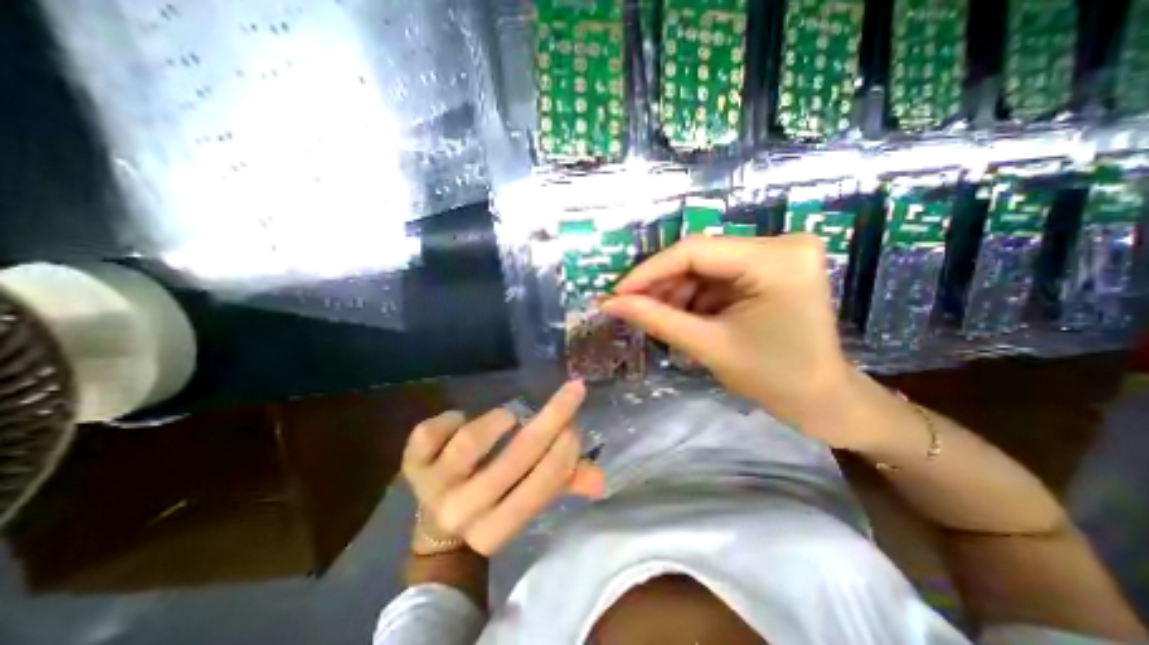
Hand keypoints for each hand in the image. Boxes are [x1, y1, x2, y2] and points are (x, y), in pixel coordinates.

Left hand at [400, 379, 603, 555]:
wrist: (439, 523)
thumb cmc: (496, 502)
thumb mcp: (530, 499)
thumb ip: (564, 484)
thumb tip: (599, 477)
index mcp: (497, 528)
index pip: (541, 487)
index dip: (565, 451)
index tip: (578, 422)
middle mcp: (463, 511)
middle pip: (513, 459)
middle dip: (552, 419)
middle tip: (572, 391)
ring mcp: (432, 487)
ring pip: (469, 442)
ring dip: (498, 421)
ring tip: (510, 418)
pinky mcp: (411, 464)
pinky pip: (429, 432)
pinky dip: (450, 418)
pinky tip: (460, 419)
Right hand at [602, 233, 862, 446]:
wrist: (822, 400)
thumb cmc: (773, 379)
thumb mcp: (708, 346)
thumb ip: (656, 319)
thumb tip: (610, 303)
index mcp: (776, 259)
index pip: (694, 250)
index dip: (648, 271)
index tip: (616, 293)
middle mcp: (780, 243)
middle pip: (698, 255)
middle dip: (660, 284)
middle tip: (629, 308)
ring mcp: (777, 253)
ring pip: (703, 265)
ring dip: (675, 292)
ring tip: (658, 319)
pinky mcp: (770, 266)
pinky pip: (716, 275)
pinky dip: (693, 296)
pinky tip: (682, 316)